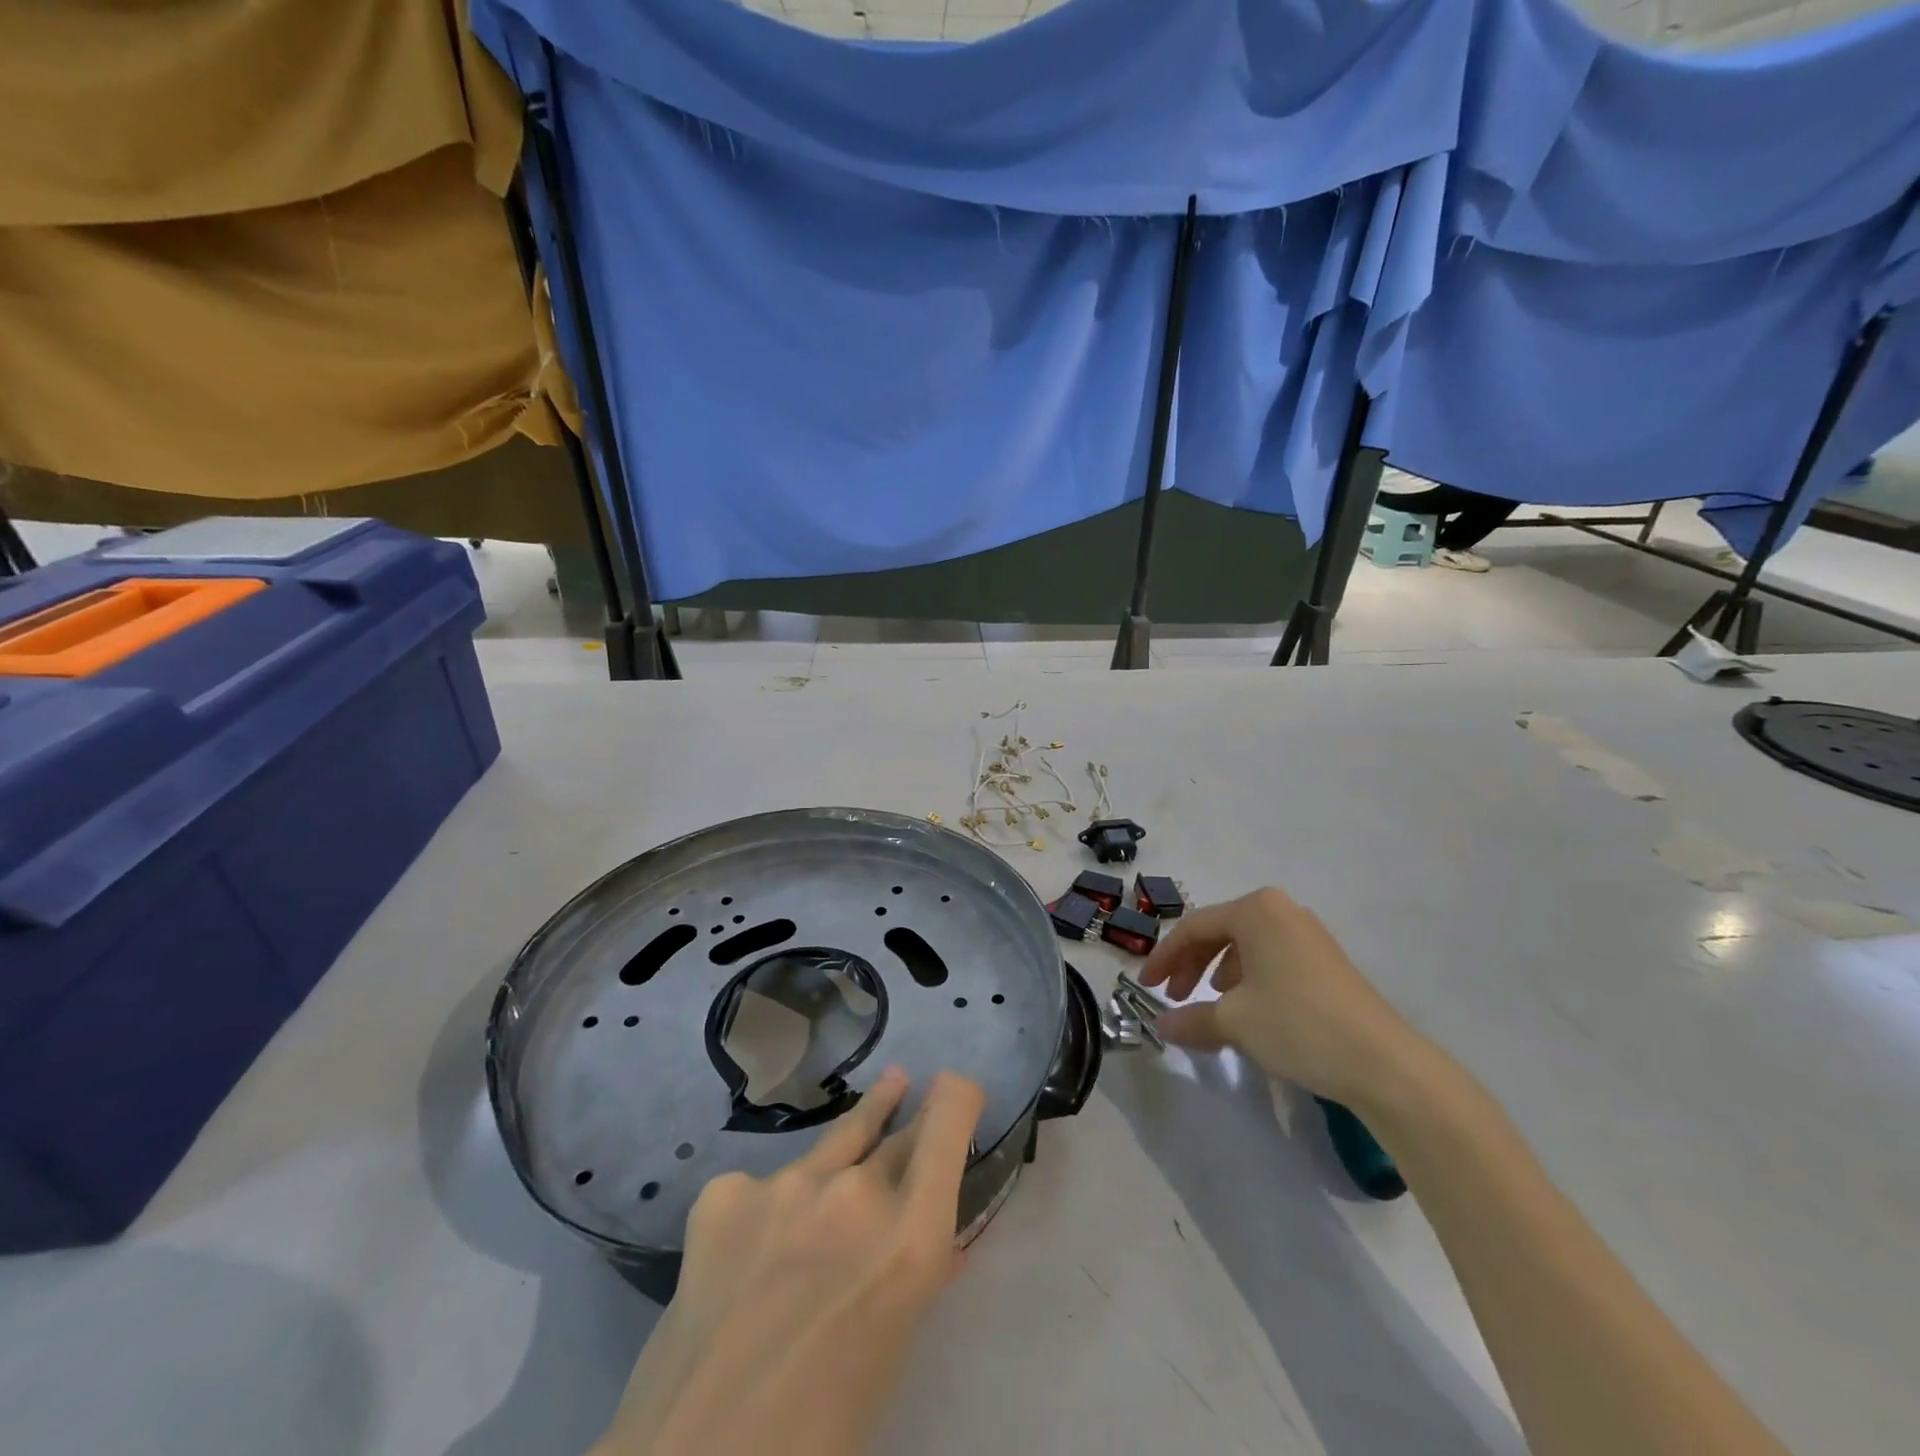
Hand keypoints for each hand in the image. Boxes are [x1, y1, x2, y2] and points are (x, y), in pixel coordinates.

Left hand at [596, 1068, 985, 1455]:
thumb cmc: (824, 1424)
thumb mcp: (894, 1343)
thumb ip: (914, 1273)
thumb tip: (935, 1244)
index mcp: (911, 1236)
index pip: (949, 1119)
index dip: (958, 1100)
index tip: (959, 1095)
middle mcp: (855, 1191)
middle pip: (898, 1129)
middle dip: (914, 1119)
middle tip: (921, 1100)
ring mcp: (787, 1183)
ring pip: (840, 1136)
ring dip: (867, 1120)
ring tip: (889, 1086)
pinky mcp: (727, 1192)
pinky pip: (764, 1186)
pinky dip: (770, 1208)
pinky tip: (753, 1244)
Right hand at [1138, 887, 1428, 1110]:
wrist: (1384, 1063)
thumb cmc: (1297, 1024)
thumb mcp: (1235, 1021)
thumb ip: (1191, 1018)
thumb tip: (1160, 1025)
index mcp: (1255, 910)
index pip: (1193, 927)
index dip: (1165, 957)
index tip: (1146, 986)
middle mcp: (1281, 911)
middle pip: (1219, 932)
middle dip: (1191, 965)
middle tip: (1174, 997)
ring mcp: (1307, 935)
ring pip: (1245, 947)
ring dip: (1218, 974)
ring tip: (1210, 1007)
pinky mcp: (1325, 962)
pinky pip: (1270, 960)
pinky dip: (1248, 981)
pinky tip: (1248, 1011)